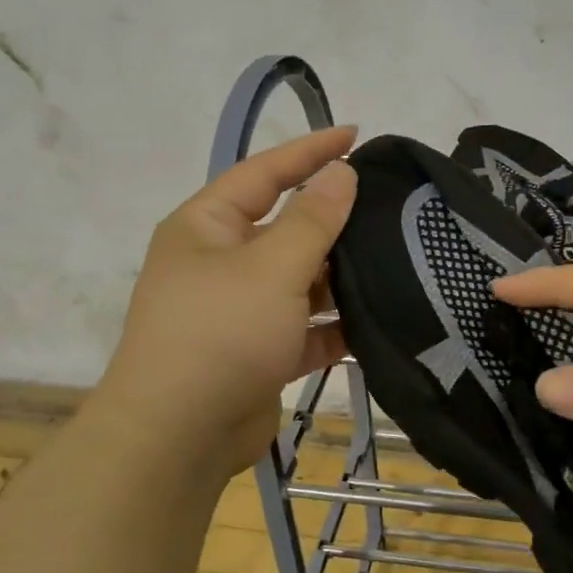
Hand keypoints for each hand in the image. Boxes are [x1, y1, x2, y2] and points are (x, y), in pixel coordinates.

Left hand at [95, 127, 358, 480]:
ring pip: (298, 281)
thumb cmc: (219, 334)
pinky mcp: (258, 354)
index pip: (264, 173)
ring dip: (338, 278)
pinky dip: (333, 328)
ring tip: (394, 262)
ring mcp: (238, 311)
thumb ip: (312, 219)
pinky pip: (303, 329)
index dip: (310, 151)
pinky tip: (374, 323)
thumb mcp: (272, 268)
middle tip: (388, 206)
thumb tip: (340, 172)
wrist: (178, 438)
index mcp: (207, 227)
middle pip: (285, 228)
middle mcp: (219, 263)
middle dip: (333, 221)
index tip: (356, 134)